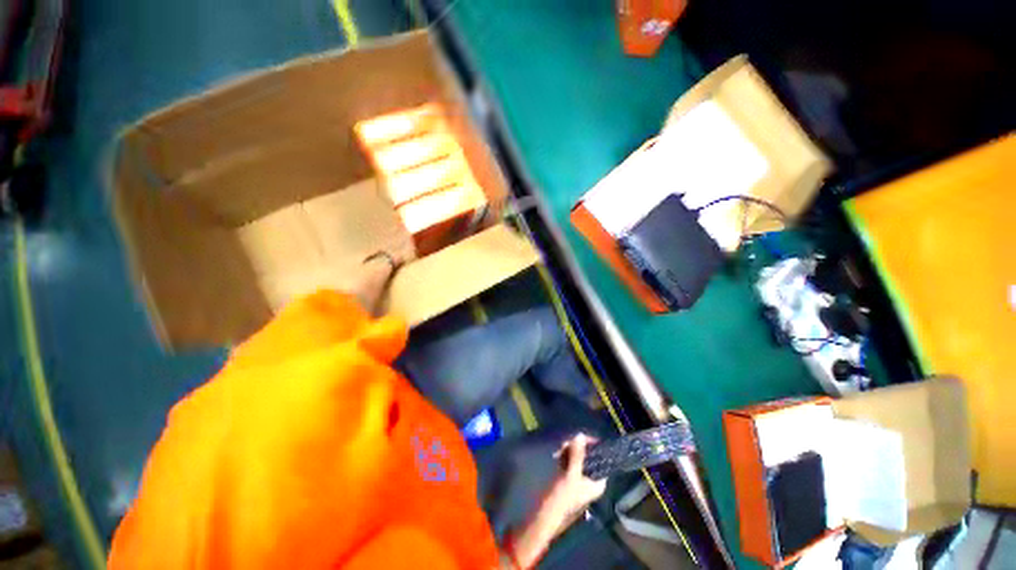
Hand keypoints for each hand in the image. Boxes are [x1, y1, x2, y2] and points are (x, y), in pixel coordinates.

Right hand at [546, 434, 607, 520]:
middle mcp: (590, 481)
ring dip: (570, 451)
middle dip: (578, 448)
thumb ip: (577, 455)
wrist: (545, 516)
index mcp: (597, 483)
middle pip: (588, 458)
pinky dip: (565, 457)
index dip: (594, 447)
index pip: (601, 460)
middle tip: (567, 442)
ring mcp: (578, 480)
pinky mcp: (567, 479)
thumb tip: (581, 435)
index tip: (583, 436)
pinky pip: (569, 463)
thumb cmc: (563, 498)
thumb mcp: (571, 475)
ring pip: (577, 459)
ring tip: (561, 447)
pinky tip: (557, 453)